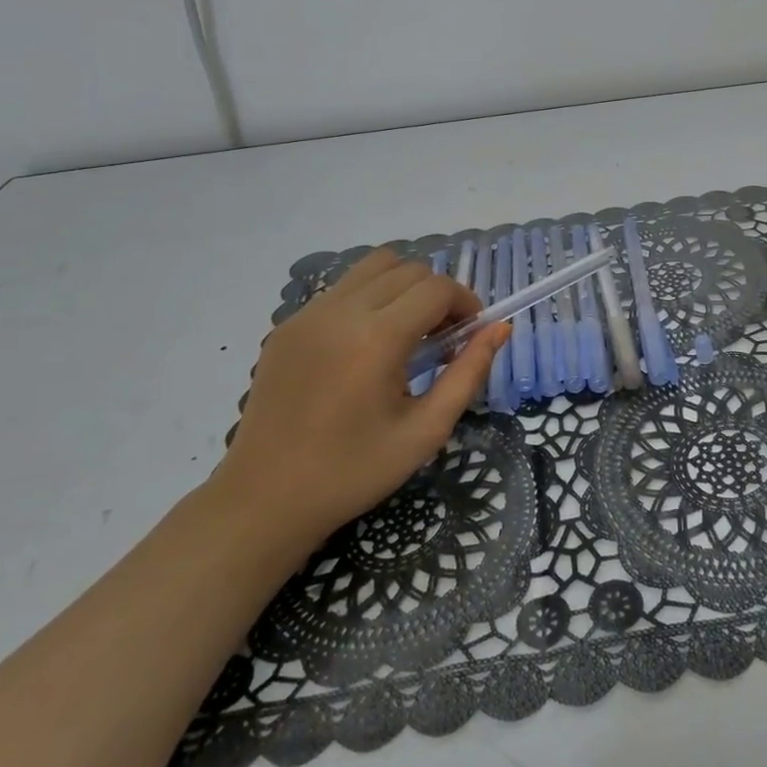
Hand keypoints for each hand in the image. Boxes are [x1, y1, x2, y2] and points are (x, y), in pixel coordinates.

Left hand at [211, 250, 506, 559]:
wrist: (265, 499)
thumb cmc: (354, 472)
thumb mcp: (426, 430)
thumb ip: (468, 373)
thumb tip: (500, 329)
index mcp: (377, 338)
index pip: (437, 288)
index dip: (465, 303)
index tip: (469, 335)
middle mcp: (341, 312)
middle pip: (408, 269)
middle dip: (437, 294)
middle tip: (442, 339)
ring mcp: (308, 314)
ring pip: (373, 267)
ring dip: (402, 287)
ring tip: (406, 332)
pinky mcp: (287, 324)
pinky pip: (342, 288)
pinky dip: (369, 298)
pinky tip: (366, 345)